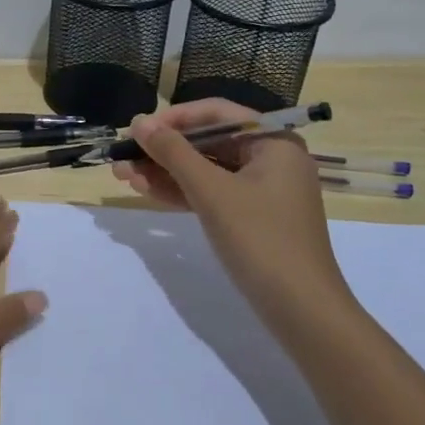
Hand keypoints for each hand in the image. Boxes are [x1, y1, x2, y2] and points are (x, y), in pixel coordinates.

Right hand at [112, 98, 347, 314]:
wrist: (301, 311)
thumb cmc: (260, 239)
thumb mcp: (211, 191)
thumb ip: (173, 153)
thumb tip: (138, 121)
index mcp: (273, 142)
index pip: (216, 113)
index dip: (173, 119)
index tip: (137, 130)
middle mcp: (271, 159)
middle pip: (209, 142)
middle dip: (163, 150)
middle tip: (123, 157)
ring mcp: (263, 190)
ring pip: (206, 170)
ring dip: (165, 172)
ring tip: (123, 176)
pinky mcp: (253, 217)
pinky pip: (212, 193)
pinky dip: (182, 192)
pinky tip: (146, 192)